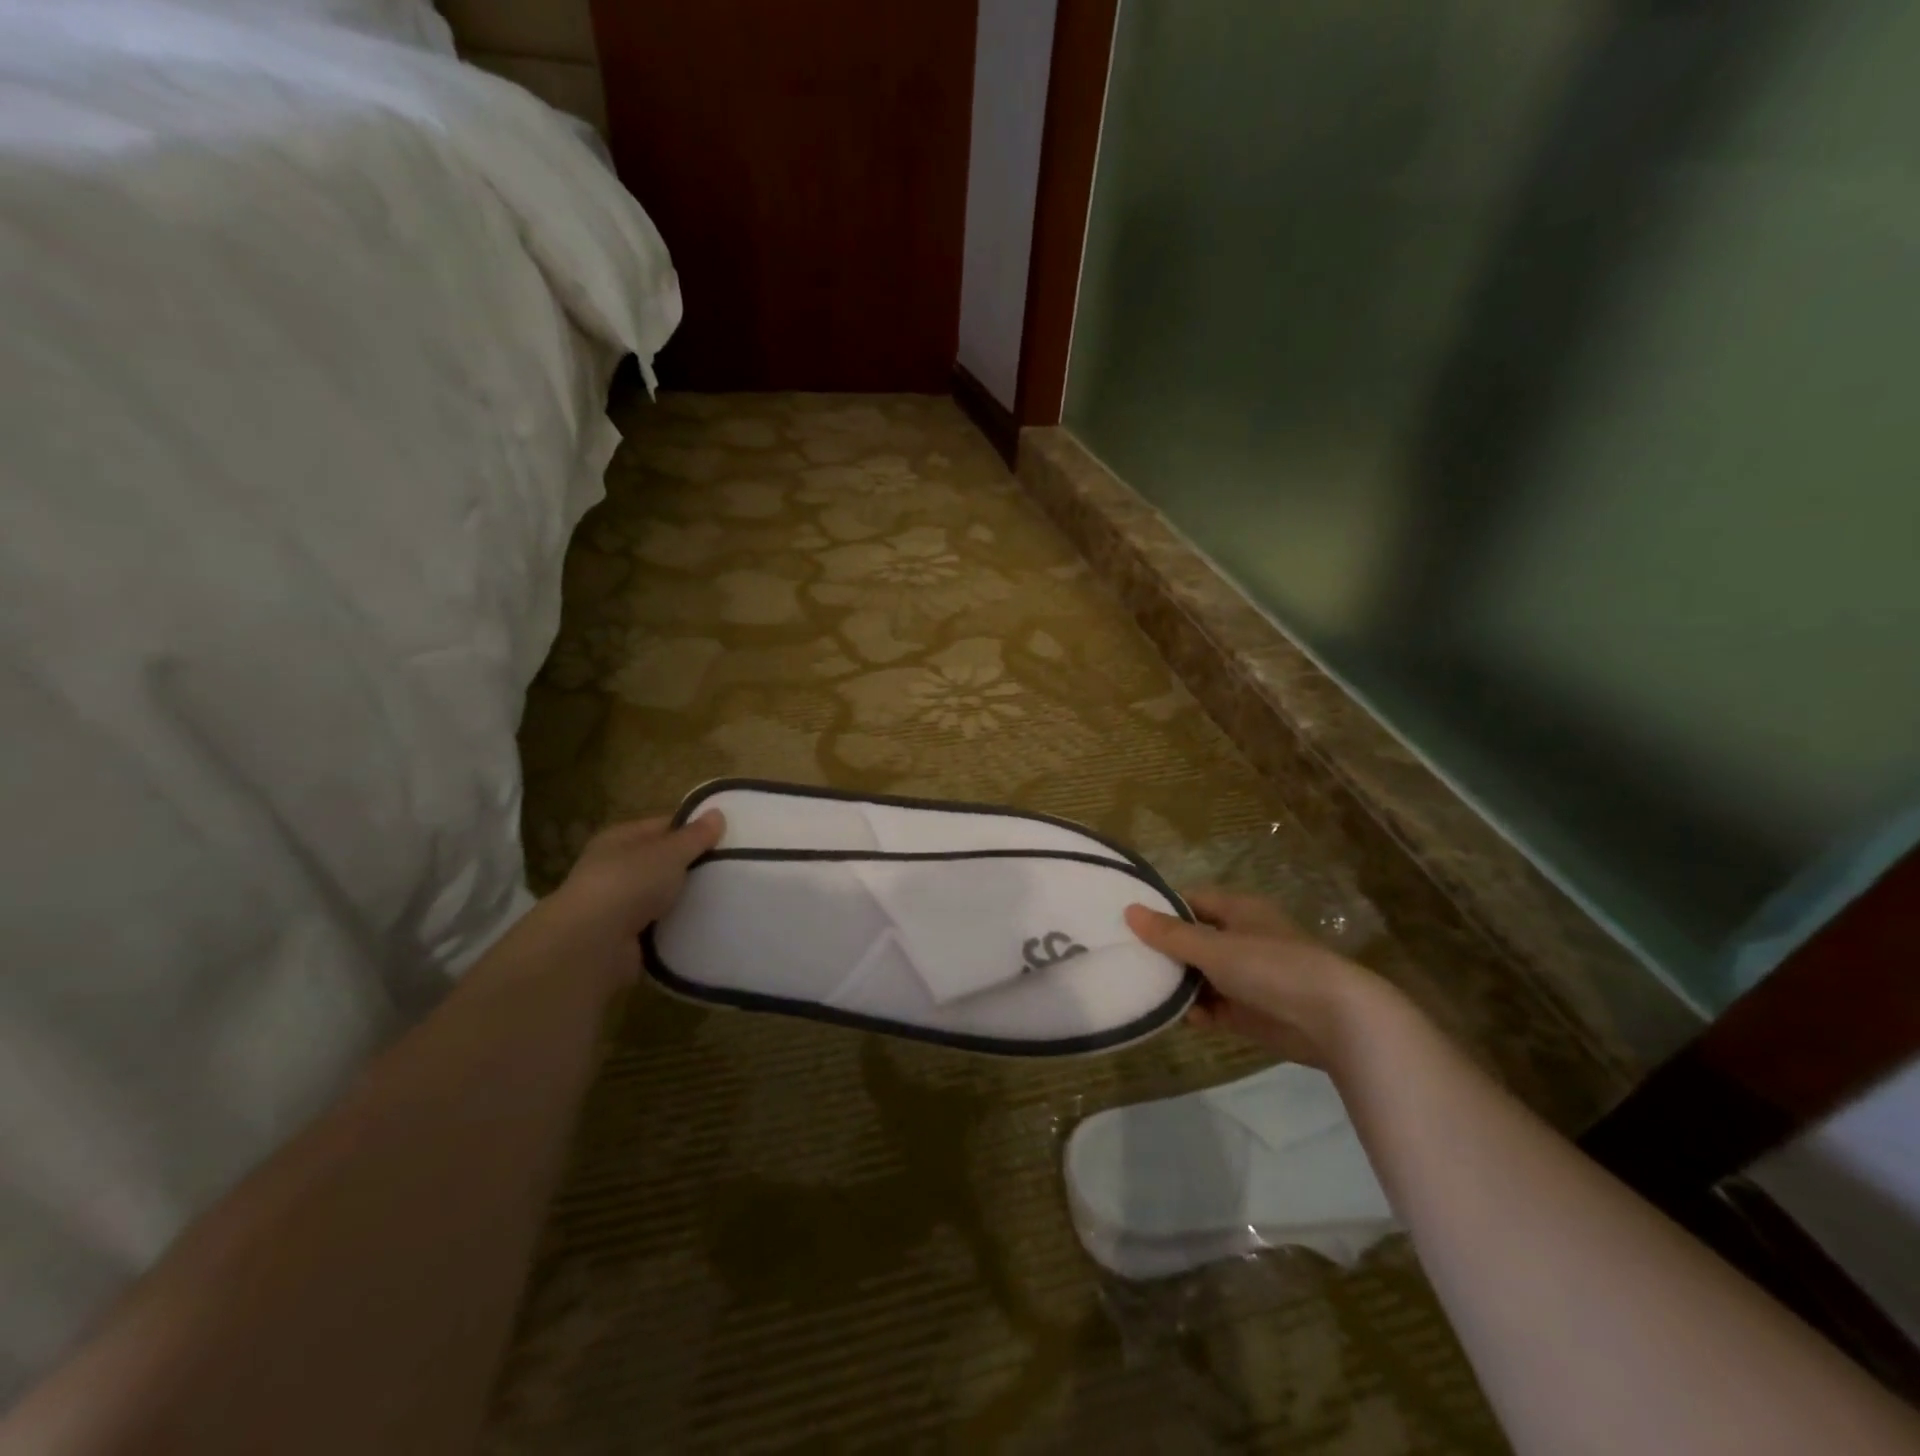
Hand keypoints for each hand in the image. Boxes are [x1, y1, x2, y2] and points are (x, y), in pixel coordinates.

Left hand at [514, 813, 723, 995]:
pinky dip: (679, 925)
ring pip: (663, 895)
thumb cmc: (629, 883)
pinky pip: (661, 925)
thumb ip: (695, 836)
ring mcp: (619, 904)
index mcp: (620, 839)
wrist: (593, 944)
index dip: (693, 829)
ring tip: (726, 897)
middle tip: (732, 868)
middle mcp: (615, 868)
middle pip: (663, 861)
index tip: (727, 838)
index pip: (663, 826)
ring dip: (687, 898)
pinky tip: (705, 924)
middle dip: (693, 866)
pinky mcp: (626, 936)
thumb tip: (717, 813)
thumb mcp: (670, 852)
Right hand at [1125, 889, 1381, 1067]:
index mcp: (1239, 911)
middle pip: (1193, 940)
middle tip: (1125, 959)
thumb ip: (1171, 934)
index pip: (1191, 901)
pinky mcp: (1251, 1011)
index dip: (1162, 910)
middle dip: (1165, 952)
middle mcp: (1242, 939)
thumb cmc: (1271, 968)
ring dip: (1178, 984)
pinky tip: (1176, 1017)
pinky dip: (1197, 1011)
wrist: (1333, 1020)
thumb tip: (1129, 911)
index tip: (1127, 923)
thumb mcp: (1214, 947)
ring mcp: (1247, 977)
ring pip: (1201, 975)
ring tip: (1142, 989)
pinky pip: (1214, 1006)